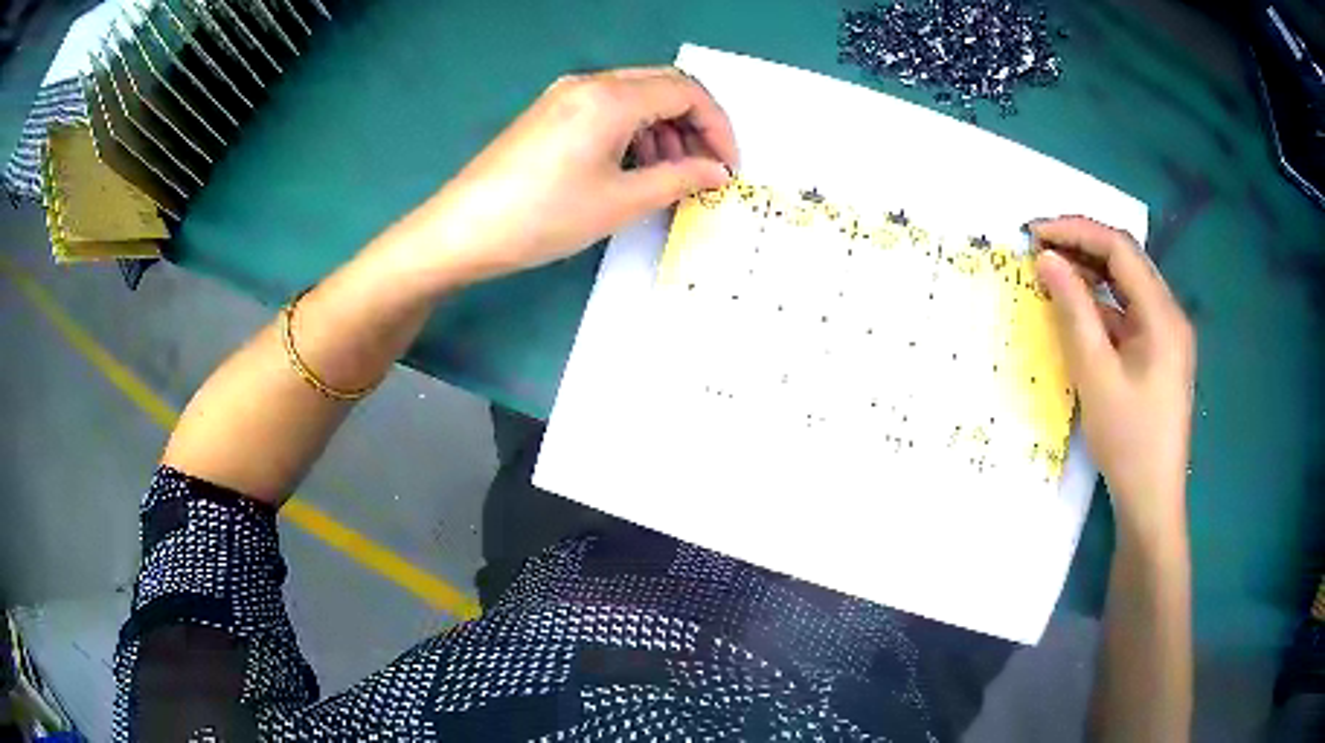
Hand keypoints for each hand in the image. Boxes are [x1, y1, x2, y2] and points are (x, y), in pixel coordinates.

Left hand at [402, 67, 737, 287]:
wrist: (462, 230)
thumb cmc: (544, 216)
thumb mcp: (620, 202)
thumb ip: (679, 179)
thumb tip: (718, 172)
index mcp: (611, 97)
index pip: (687, 92)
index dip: (718, 127)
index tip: (727, 167)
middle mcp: (590, 83)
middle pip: (664, 86)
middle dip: (694, 125)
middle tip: (704, 170)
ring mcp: (565, 95)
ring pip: (636, 96)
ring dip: (665, 129)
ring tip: (670, 174)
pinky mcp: (550, 112)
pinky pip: (608, 108)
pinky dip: (634, 131)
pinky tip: (632, 166)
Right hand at [1031, 217, 1194, 538]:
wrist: (1151, 501)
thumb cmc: (1128, 441)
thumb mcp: (1096, 375)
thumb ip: (1073, 311)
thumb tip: (1046, 259)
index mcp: (1162, 314)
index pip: (1120, 248)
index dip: (1076, 231)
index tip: (1035, 234)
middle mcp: (1170, 314)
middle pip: (1126, 260)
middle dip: (1082, 246)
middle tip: (1038, 248)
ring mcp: (1167, 334)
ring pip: (1127, 285)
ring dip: (1091, 273)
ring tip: (1052, 272)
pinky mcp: (1159, 353)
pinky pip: (1129, 313)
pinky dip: (1101, 304)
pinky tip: (1077, 310)